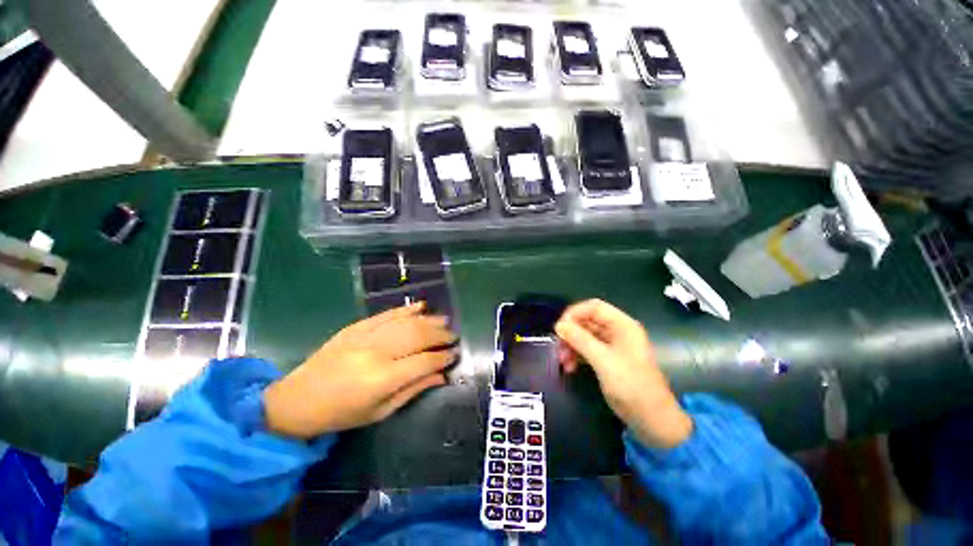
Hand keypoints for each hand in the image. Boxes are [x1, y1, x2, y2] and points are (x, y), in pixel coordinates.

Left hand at [264, 302, 456, 438]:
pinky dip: (406, 309)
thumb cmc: (341, 414)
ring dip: (429, 320)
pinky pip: (386, 314)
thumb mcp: (380, 412)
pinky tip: (421, 306)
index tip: (455, 354)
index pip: (424, 361)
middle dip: (440, 335)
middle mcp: (376, 353)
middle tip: (453, 336)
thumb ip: (413, 390)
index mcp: (382, 379)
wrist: (297, 400)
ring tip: (444, 320)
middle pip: (418, 336)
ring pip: (406, 322)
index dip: (443, 357)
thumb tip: (441, 376)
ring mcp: (365, 336)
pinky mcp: (356, 327)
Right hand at [555, 299, 691, 448]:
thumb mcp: (603, 360)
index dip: (575, 313)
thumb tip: (559, 325)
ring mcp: (612, 346)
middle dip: (571, 332)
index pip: (594, 307)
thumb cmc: (631, 385)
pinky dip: (577, 355)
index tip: (559, 327)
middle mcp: (617, 332)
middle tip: (558, 347)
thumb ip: (580, 340)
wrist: (652, 419)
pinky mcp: (608, 360)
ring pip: (585, 336)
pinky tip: (570, 367)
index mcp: (622, 325)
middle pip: (587, 321)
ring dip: (571, 345)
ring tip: (563, 361)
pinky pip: (587, 349)